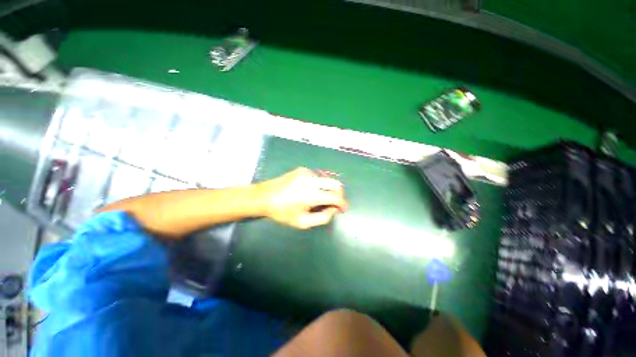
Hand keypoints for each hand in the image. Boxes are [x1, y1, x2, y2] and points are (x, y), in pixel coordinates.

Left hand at [258, 167, 347, 228]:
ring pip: (326, 180)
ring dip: (327, 189)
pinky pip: (317, 177)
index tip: (343, 208)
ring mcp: (307, 172)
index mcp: (312, 195)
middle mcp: (312, 180)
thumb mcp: (302, 222)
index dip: (342, 203)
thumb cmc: (282, 212)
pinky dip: (318, 184)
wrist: (264, 196)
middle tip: (335, 202)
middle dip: (339, 194)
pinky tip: (308, 190)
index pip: (335, 197)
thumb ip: (322, 218)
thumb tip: (333, 209)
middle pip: (335, 184)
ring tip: (317, 198)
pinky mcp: (302, 169)